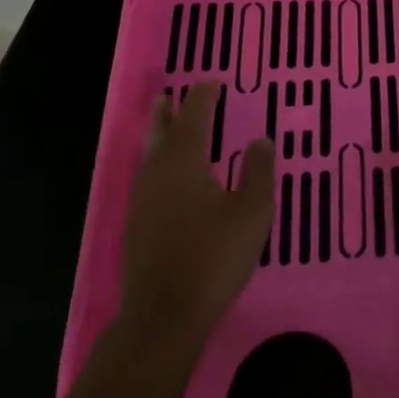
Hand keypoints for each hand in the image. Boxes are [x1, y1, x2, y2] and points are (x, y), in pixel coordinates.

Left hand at [119, 83, 273, 358]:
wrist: (165, 315)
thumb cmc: (213, 256)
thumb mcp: (251, 212)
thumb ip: (258, 172)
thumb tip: (261, 139)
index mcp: (184, 162)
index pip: (194, 118)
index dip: (203, 97)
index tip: (212, 82)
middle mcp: (157, 174)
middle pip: (160, 133)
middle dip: (167, 113)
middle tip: (169, 95)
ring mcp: (142, 202)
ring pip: (149, 156)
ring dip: (157, 136)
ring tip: (164, 126)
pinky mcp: (137, 227)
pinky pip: (147, 179)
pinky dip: (157, 164)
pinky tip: (166, 178)